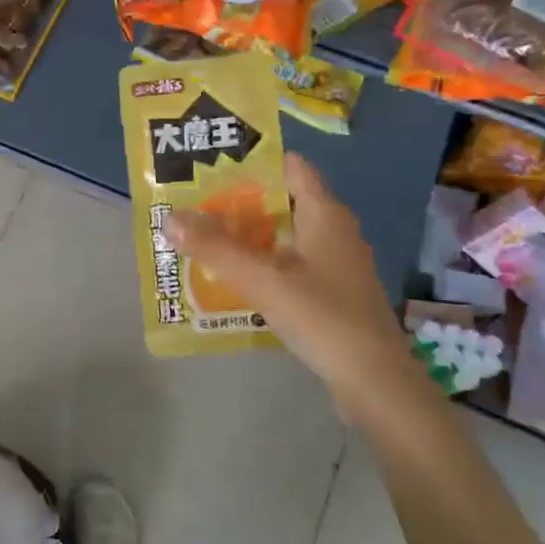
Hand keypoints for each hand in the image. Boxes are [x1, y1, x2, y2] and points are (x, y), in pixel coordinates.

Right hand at [165, 153, 409, 425]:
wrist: (374, 382)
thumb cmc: (323, 317)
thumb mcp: (264, 280)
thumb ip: (216, 248)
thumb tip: (170, 217)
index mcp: (325, 214)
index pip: (291, 167)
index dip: (254, 161)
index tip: (212, 164)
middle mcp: (333, 231)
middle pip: (282, 202)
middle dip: (240, 202)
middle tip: (194, 204)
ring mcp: (335, 264)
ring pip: (285, 236)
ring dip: (248, 237)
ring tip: (203, 239)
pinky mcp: (332, 293)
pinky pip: (290, 266)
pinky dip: (262, 265)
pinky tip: (233, 279)